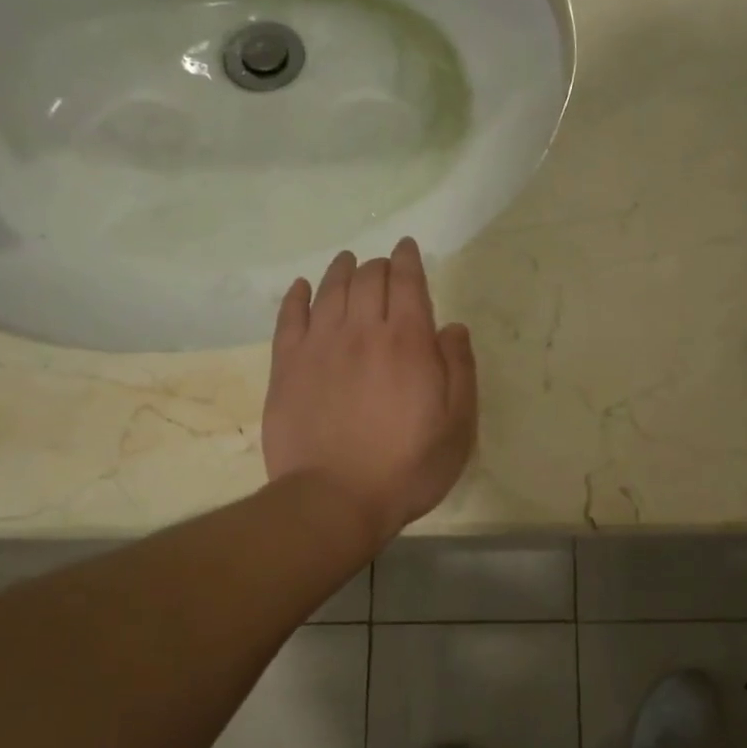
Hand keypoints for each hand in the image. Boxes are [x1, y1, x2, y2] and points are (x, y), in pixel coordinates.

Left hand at [264, 238, 477, 546]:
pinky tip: (302, 288)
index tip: (407, 249)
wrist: (335, 499)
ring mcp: (319, 346)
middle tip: (382, 267)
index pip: (407, 283)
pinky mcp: (286, 366)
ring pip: (329, 290)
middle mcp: (362, 331)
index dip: (408, 260)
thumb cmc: (407, 467)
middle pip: (367, 279)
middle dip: (378, 265)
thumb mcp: (458, 426)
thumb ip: (460, 370)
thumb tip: (453, 327)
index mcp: (408, 342)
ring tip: (347, 263)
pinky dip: (297, 296)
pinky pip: (289, 317)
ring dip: (341, 270)